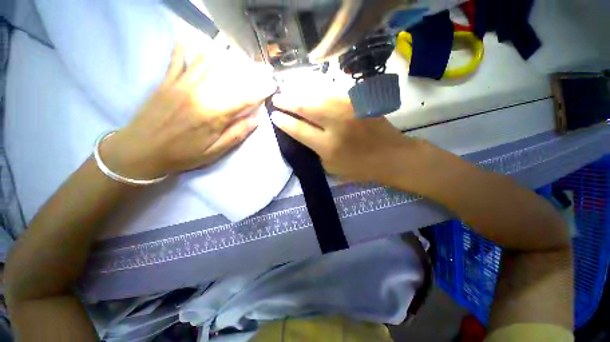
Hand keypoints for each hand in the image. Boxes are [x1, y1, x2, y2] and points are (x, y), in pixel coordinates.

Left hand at [100, 44, 275, 179]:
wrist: (140, 152)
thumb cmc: (182, 154)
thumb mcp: (214, 152)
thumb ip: (236, 134)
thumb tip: (256, 120)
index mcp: (214, 115)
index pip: (244, 99)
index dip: (260, 91)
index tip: (272, 84)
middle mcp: (200, 94)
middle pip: (228, 77)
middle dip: (247, 70)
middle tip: (259, 64)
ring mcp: (181, 85)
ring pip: (205, 63)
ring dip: (220, 52)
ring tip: (232, 42)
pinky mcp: (166, 83)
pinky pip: (176, 60)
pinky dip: (182, 48)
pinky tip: (187, 35)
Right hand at [270, 94, 424, 185]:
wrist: (391, 156)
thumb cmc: (360, 168)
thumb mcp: (332, 168)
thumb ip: (316, 151)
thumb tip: (304, 136)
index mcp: (327, 146)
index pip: (299, 130)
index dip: (284, 122)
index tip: (274, 115)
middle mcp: (335, 124)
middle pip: (305, 107)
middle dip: (287, 101)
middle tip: (276, 97)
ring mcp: (348, 109)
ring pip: (318, 95)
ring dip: (301, 92)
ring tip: (289, 90)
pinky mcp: (359, 102)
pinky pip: (334, 92)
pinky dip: (319, 90)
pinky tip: (311, 89)